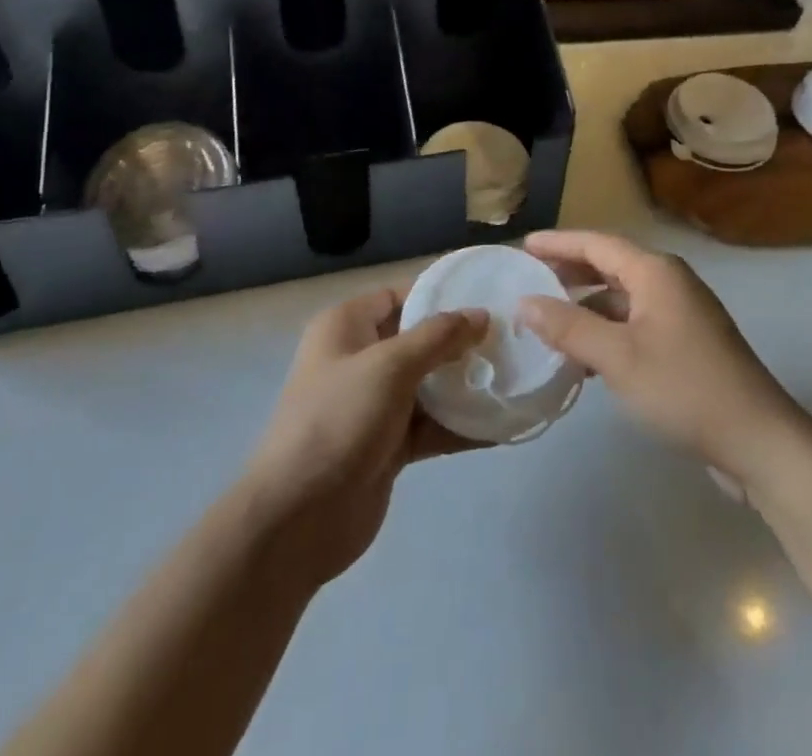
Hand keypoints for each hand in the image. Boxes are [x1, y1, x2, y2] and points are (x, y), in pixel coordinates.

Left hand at [241, 287, 485, 588]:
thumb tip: (481, 315)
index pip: (399, 295)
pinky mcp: (388, 446)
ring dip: (465, 384)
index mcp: (347, 327)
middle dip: (461, 341)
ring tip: (514, 376)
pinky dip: (461, 425)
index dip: (439, 293)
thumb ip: (439, 337)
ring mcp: (374, 405)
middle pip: (419, 340)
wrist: (297, 519)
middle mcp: (359, 359)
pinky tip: (501, 424)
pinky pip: (431, 426)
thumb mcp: (390, 366)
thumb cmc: (338, 420)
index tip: (487, 294)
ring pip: (428, 385)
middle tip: (510, 337)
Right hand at [519, 230, 807, 481]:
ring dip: (587, 304)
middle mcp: (670, 281)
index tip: (522, 246)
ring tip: (549, 319)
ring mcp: (682, 312)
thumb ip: (568, 327)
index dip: (557, 243)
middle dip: (570, 270)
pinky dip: (607, 328)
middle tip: (530, 278)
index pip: (596, 243)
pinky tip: (585, 355)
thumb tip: (524, 302)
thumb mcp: (617, 358)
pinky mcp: (687, 342)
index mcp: (655, 271)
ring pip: (623, 296)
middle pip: (610, 264)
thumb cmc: (684, 388)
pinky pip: (636, 321)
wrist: (758, 440)